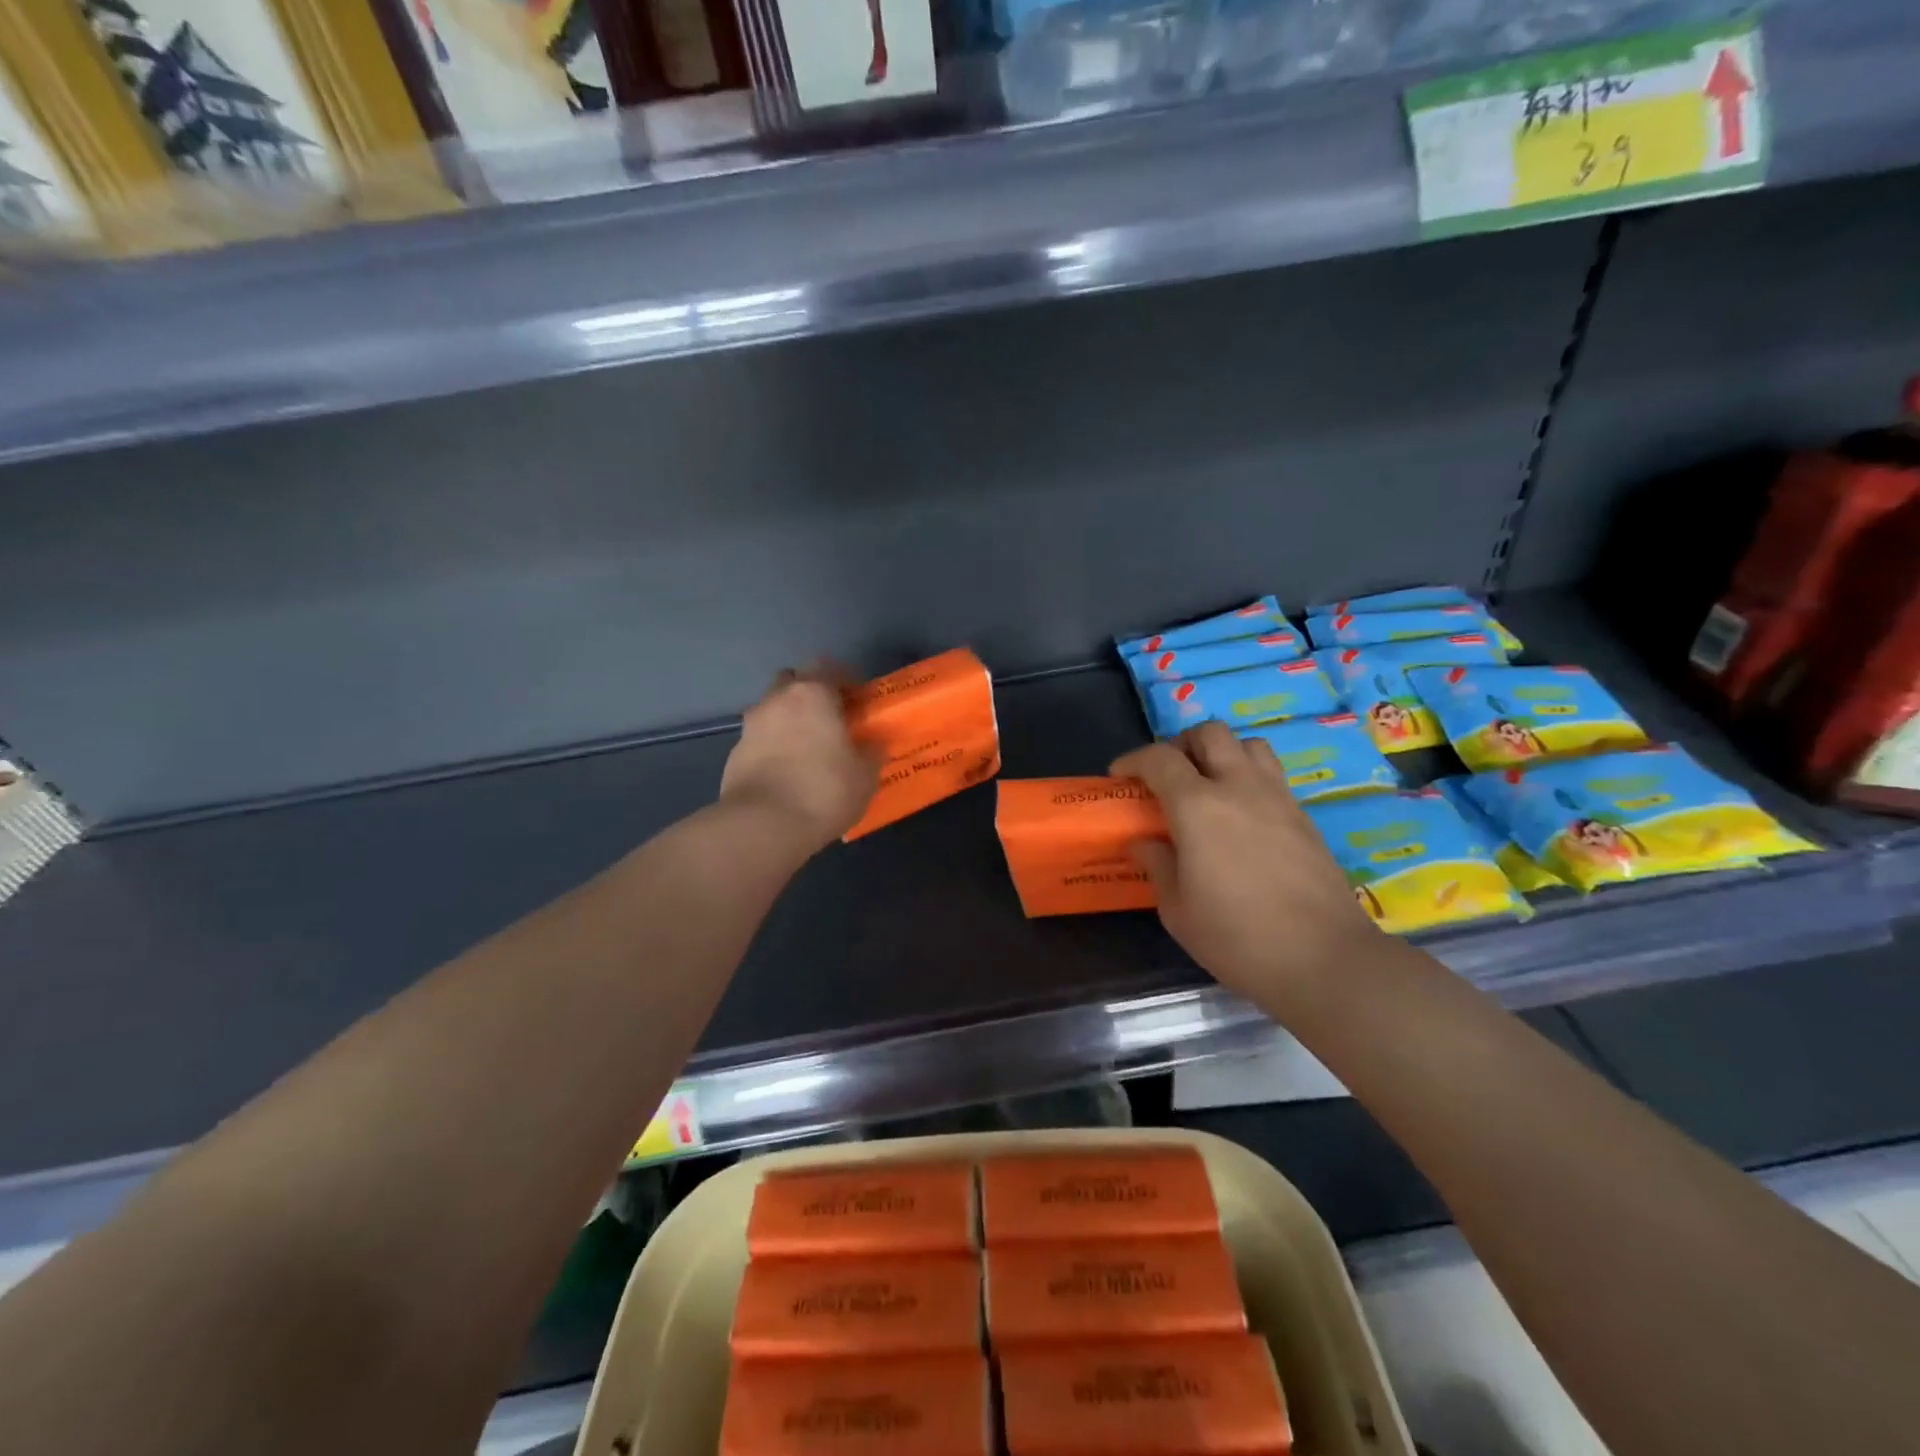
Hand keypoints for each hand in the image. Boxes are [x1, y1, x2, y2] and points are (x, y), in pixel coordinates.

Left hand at [720, 668, 880, 853]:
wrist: (763, 826)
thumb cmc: (823, 791)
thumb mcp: (865, 776)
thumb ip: (871, 752)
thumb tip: (873, 743)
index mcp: (812, 694)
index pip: (828, 667)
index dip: (844, 681)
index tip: (857, 702)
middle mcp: (777, 700)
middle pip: (793, 682)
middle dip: (810, 695)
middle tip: (830, 720)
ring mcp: (750, 726)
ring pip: (773, 710)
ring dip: (789, 721)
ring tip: (808, 750)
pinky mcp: (734, 754)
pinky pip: (760, 739)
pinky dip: (773, 747)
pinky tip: (787, 773)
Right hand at [1112, 723, 1388, 1005]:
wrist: (1323, 959)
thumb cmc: (1237, 937)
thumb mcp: (1178, 909)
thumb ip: (1157, 864)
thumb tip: (1143, 841)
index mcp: (1198, 806)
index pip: (1159, 758)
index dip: (1133, 760)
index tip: (1119, 776)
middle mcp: (1239, 787)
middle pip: (1209, 733)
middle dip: (1181, 744)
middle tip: (1167, 775)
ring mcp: (1277, 798)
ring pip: (1248, 744)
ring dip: (1222, 753)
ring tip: (1208, 784)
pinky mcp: (1304, 816)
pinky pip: (1271, 774)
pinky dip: (1248, 777)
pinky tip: (1241, 814)